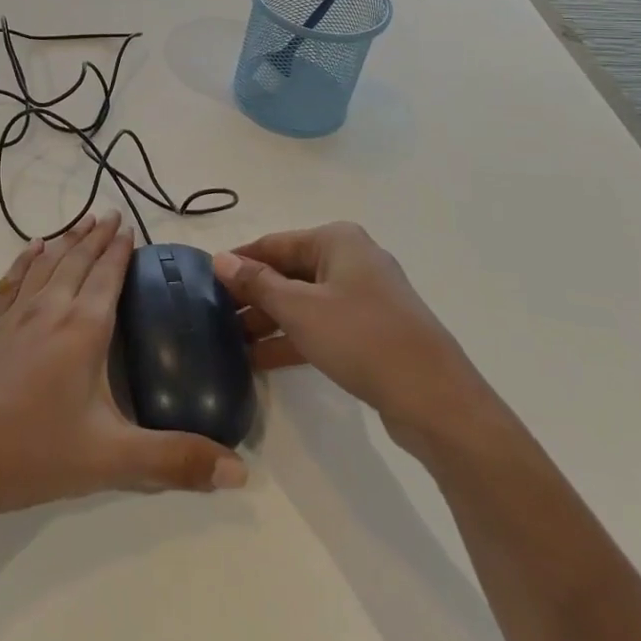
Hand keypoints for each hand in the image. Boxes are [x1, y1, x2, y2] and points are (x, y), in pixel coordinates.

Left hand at [0, 212, 247, 527]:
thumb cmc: (35, 453)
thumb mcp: (112, 460)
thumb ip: (175, 461)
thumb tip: (241, 471)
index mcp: (82, 329)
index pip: (107, 277)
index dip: (120, 251)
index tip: (130, 226)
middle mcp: (50, 309)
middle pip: (78, 261)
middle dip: (96, 236)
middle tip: (111, 213)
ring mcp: (14, 315)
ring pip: (47, 264)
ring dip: (67, 240)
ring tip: (81, 221)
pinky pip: (13, 280)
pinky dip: (26, 259)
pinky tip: (33, 248)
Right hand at [213, 222, 498, 459]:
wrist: (436, 400)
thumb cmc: (361, 338)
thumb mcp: (299, 309)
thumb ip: (257, 283)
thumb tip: (220, 259)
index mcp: (336, 240)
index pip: (273, 244)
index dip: (239, 262)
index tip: (204, 281)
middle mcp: (351, 260)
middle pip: (289, 272)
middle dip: (253, 295)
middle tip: (215, 318)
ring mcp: (364, 297)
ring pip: (304, 301)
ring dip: (270, 320)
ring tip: (231, 342)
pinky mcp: (372, 331)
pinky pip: (322, 325)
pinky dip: (293, 338)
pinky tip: (261, 360)